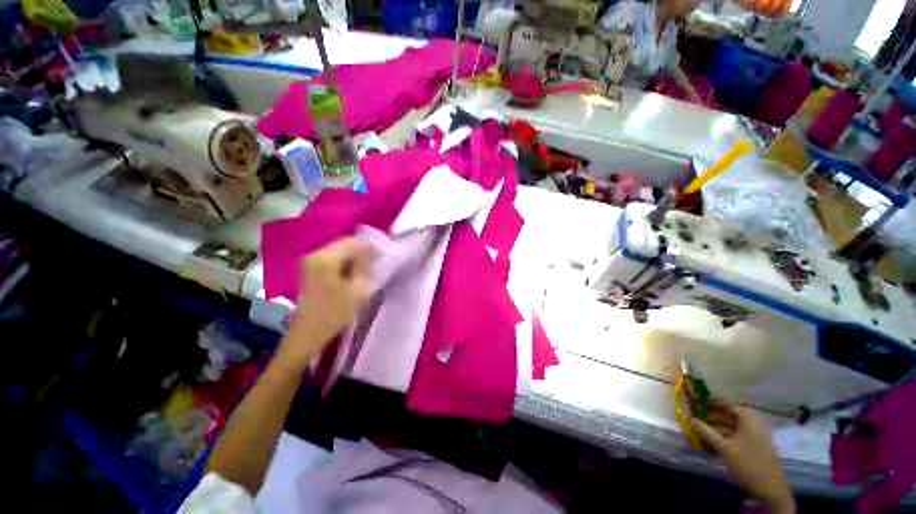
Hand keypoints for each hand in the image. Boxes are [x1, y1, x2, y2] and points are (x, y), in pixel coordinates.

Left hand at [277, 237, 373, 368]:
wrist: (307, 334)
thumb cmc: (334, 313)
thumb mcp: (357, 290)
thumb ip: (365, 266)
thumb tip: (371, 251)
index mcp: (325, 258)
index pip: (353, 241)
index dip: (371, 246)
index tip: (384, 255)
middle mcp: (315, 254)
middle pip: (345, 244)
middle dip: (363, 251)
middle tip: (378, 262)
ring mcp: (310, 261)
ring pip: (340, 251)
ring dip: (355, 257)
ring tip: (368, 268)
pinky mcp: (311, 269)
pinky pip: (333, 259)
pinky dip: (346, 263)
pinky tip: (354, 273)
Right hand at [690, 400, 794, 513]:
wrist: (770, 489)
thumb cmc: (748, 462)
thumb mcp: (724, 447)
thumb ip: (706, 431)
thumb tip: (689, 418)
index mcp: (747, 417)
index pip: (725, 402)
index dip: (708, 401)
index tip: (693, 400)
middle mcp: (752, 421)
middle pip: (727, 414)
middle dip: (709, 415)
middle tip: (692, 416)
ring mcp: (753, 434)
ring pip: (729, 426)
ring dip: (713, 427)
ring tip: (697, 430)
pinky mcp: (752, 445)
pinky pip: (734, 435)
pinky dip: (721, 436)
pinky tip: (708, 442)